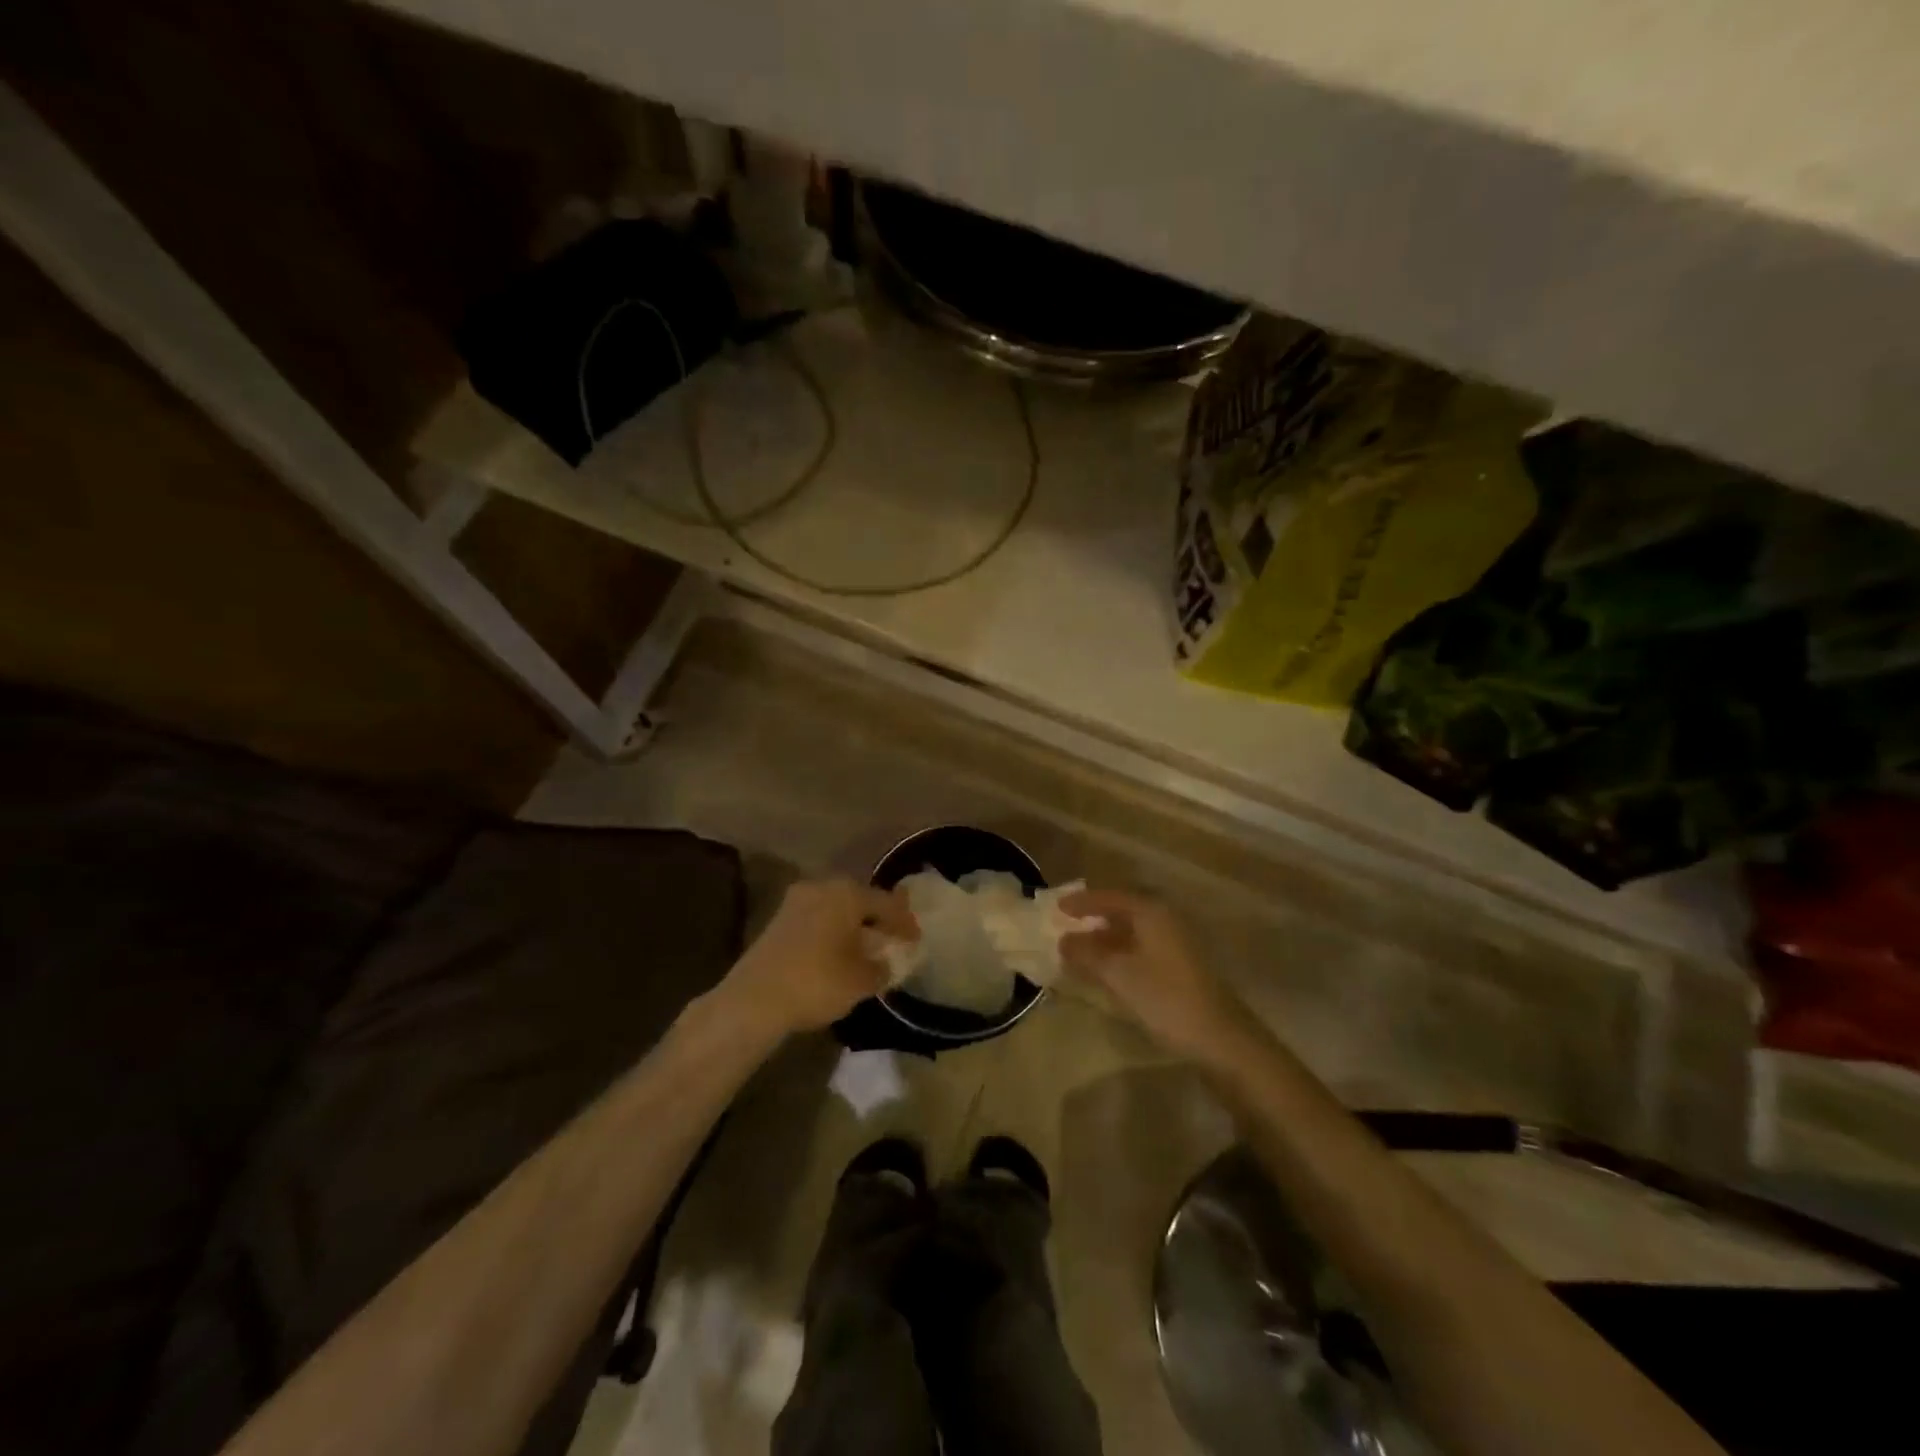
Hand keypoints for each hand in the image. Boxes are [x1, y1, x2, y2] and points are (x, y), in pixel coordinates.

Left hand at [719, 879, 919, 1036]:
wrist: (754, 999)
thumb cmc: (817, 981)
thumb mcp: (861, 981)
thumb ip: (881, 968)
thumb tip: (886, 963)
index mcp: (847, 893)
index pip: (886, 903)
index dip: (904, 922)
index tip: (916, 939)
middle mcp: (822, 887)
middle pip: (859, 900)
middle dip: (877, 918)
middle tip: (892, 936)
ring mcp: (796, 901)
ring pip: (836, 908)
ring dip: (852, 925)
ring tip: (867, 946)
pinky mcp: (778, 920)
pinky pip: (817, 919)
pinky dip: (832, 932)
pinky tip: (838, 952)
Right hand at [1058, 889, 1246, 1061]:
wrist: (1221, 1039)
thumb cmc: (1166, 998)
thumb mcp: (1118, 974)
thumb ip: (1087, 953)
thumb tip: (1063, 941)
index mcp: (1152, 913)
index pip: (1110, 897)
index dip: (1082, 902)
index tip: (1057, 908)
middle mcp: (1166, 920)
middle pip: (1123, 911)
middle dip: (1093, 918)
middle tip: (1065, 926)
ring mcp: (1176, 944)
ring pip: (1132, 932)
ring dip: (1105, 939)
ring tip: (1077, 950)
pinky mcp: (1180, 967)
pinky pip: (1141, 949)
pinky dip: (1119, 954)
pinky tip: (1104, 970)